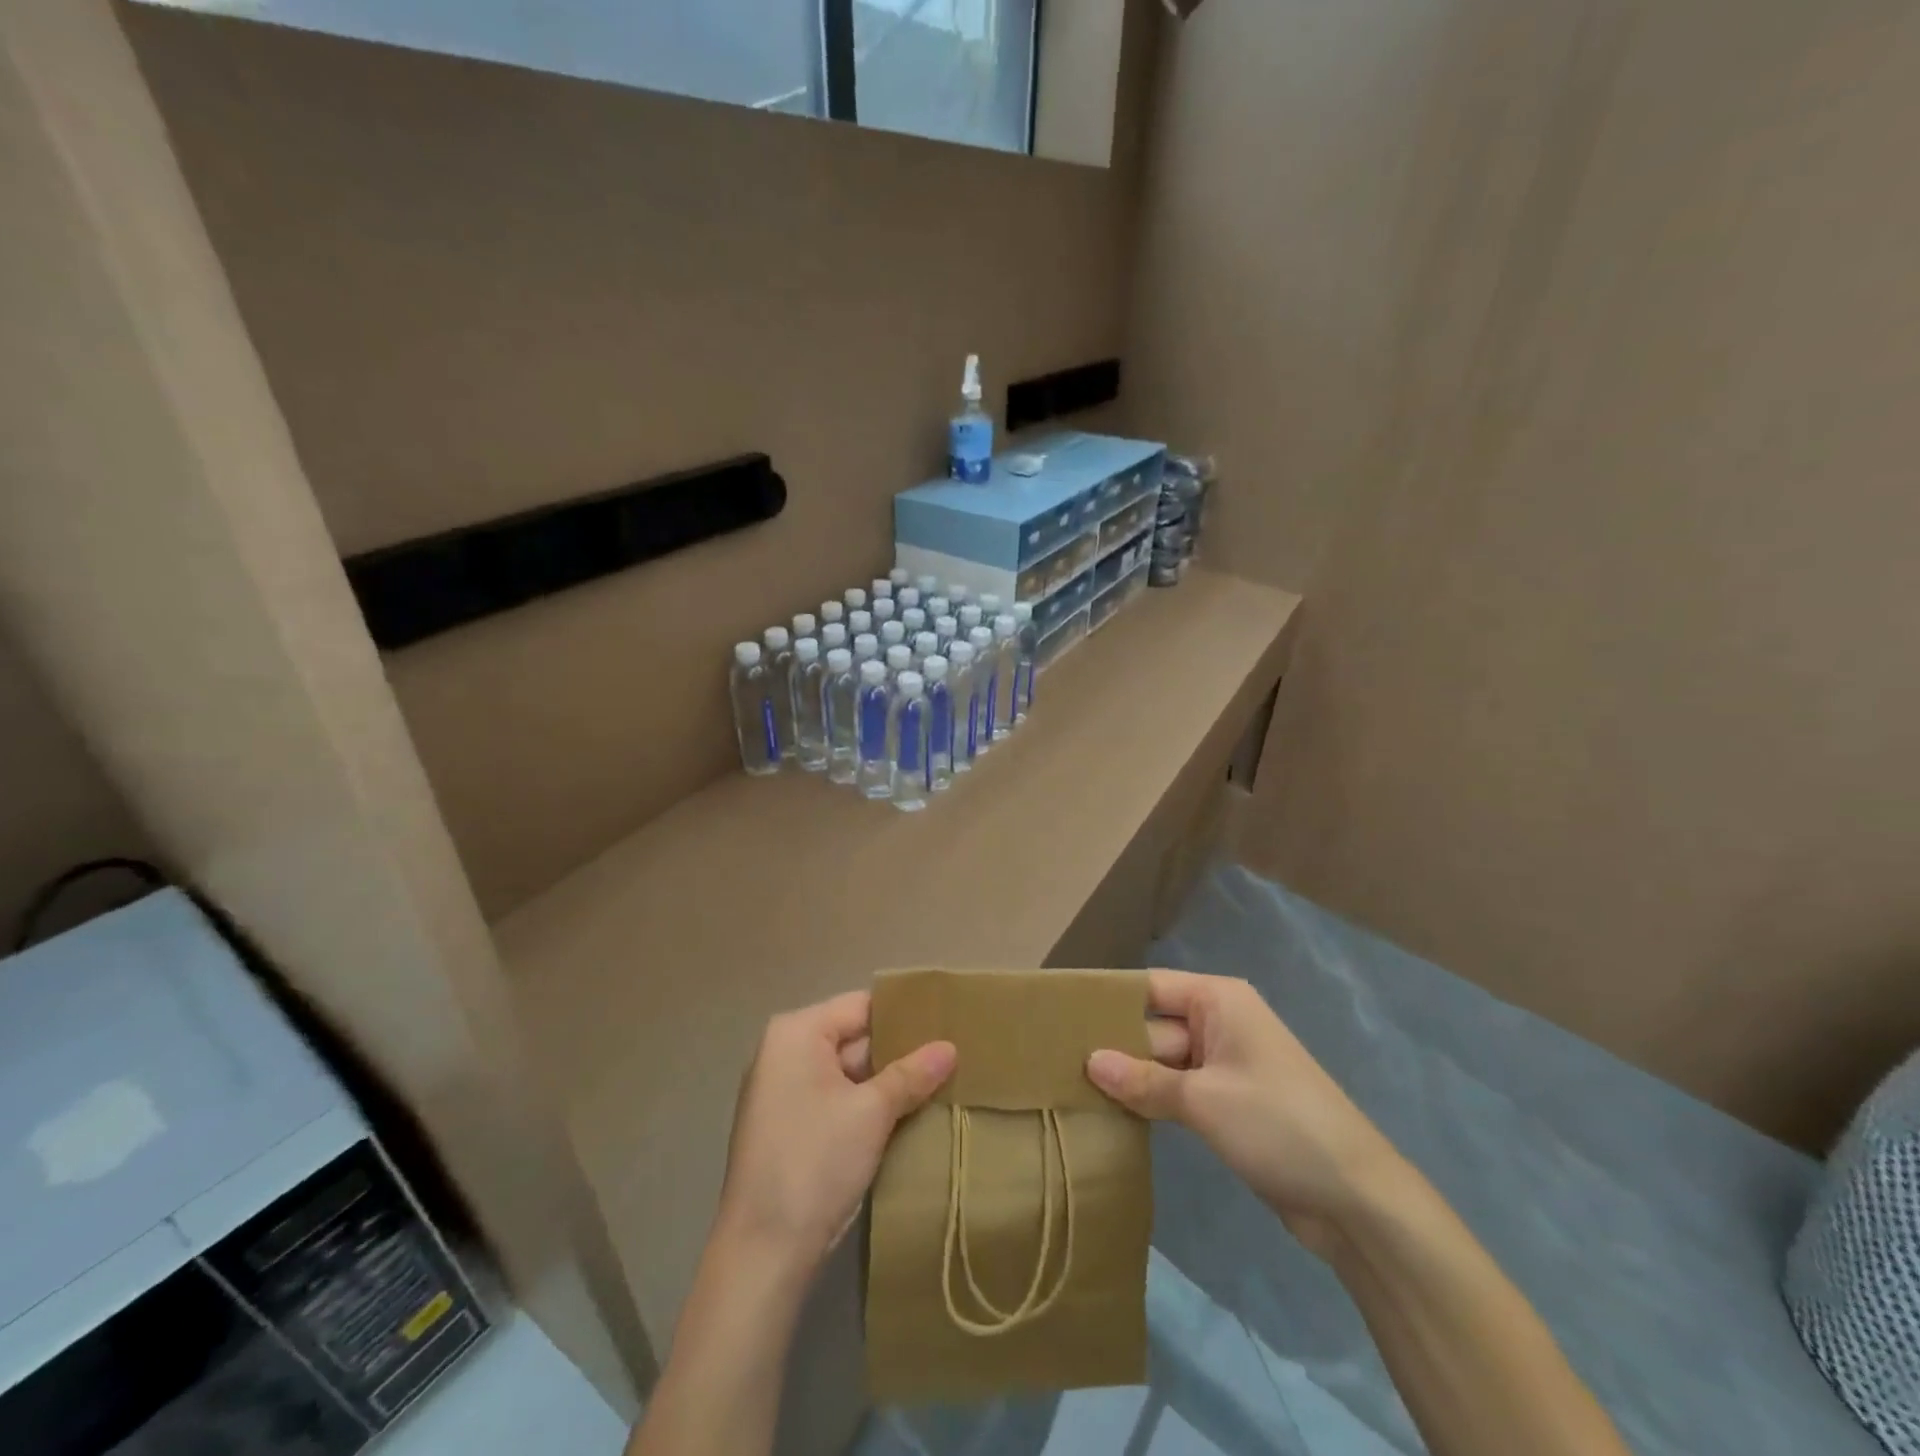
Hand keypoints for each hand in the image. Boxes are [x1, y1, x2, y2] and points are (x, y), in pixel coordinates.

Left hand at [715, 991, 955, 1276]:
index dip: (904, 1015)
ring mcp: (786, 1093)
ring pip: (850, 1074)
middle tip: (954, 1056)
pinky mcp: (791, 1128)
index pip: (861, 1007)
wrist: (762, 1254)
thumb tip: (950, 1047)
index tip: (947, 1022)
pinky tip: (911, 1115)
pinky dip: (870, 1107)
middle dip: (901, 1052)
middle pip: (855, 1038)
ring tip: (943, 1083)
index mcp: (796, 1033)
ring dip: (890, 1083)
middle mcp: (785, 1053)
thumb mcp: (871, 1113)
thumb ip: (912, 1074)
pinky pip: (839, 1101)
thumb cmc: (814, 1163)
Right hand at [1087, 969, 1400, 1257]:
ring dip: (1130, 1077)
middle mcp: (1219, 1022)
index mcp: (1218, 1000)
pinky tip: (1112, 1112)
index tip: (1059, 1014)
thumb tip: (1089, 1062)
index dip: (1107, 1000)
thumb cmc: (1279, 1125)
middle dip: (1113, 1045)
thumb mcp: (1203, 1100)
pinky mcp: (1226, 1102)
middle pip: (1152, 1024)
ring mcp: (1224, 1064)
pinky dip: (1151, 1100)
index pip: (1149, 987)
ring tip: (1071, 1087)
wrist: (1356, 1200)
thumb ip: (1143, 1080)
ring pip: (1161, 1060)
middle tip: (1055, 1061)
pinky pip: (1177, 1090)